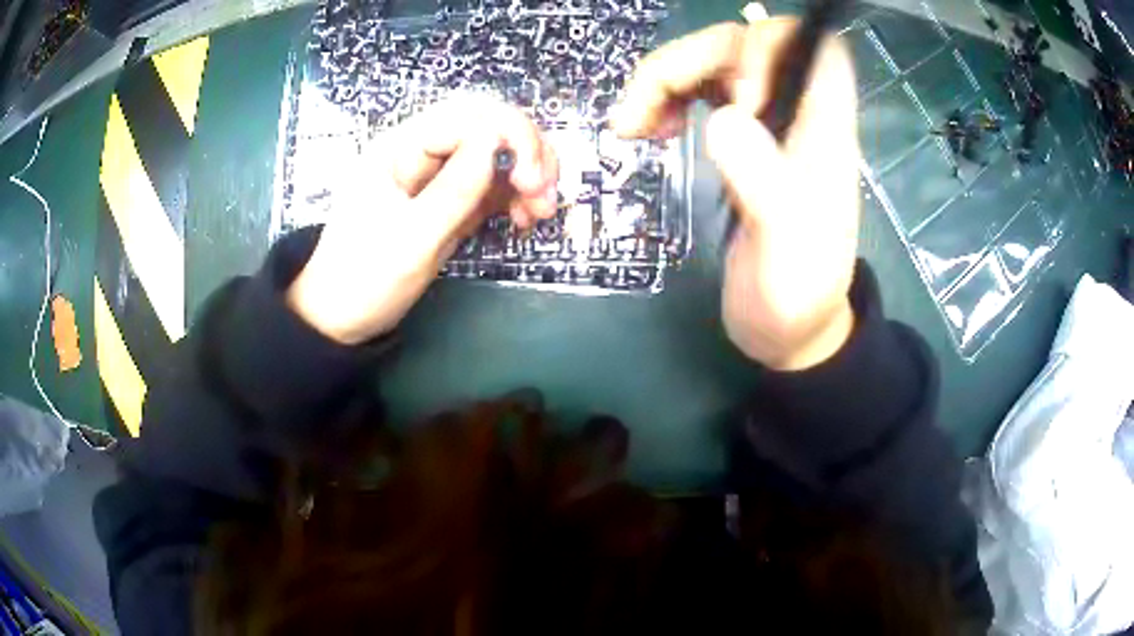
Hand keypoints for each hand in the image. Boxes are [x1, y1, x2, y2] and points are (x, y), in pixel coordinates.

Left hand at [287, 94, 559, 343]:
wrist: (343, 318)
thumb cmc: (365, 280)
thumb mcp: (410, 240)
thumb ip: (453, 189)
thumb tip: (496, 140)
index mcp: (400, 147)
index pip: (468, 116)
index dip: (510, 136)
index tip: (531, 182)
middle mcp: (421, 151)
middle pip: (488, 125)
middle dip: (527, 152)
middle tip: (544, 195)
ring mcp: (437, 175)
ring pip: (497, 152)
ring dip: (529, 174)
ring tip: (540, 212)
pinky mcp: (450, 200)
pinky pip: (493, 183)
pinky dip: (517, 196)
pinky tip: (526, 218)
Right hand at [611, 20, 860, 370]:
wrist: (790, 329)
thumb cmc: (796, 293)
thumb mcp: (785, 250)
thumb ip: (764, 185)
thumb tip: (721, 120)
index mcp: (823, 129)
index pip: (814, 47)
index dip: (768, 47)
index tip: (736, 95)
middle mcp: (796, 113)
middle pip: (744, 43)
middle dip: (690, 61)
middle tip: (647, 113)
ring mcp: (766, 123)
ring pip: (713, 61)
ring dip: (664, 78)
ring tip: (630, 125)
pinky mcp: (741, 140)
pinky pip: (699, 91)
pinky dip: (664, 97)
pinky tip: (646, 128)